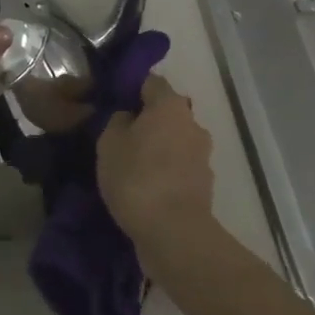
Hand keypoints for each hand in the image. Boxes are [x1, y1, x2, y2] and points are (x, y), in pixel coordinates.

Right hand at [97, 74, 215, 246]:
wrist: (173, 232)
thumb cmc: (137, 178)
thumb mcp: (109, 143)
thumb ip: (117, 121)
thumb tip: (129, 116)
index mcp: (170, 105)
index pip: (151, 82)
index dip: (132, 88)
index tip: (114, 102)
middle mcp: (193, 123)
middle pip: (167, 113)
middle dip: (147, 121)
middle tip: (120, 137)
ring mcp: (203, 155)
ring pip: (175, 141)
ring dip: (158, 149)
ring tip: (132, 167)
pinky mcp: (204, 183)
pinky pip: (180, 168)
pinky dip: (166, 173)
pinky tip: (147, 188)